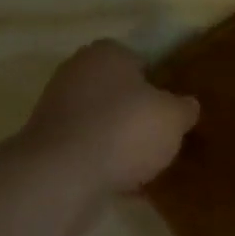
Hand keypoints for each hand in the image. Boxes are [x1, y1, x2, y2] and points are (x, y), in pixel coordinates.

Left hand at [23, 40, 199, 193]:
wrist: (64, 175)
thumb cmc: (126, 130)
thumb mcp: (174, 117)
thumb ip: (184, 108)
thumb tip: (186, 105)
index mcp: (107, 53)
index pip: (140, 60)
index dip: (160, 83)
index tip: (173, 108)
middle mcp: (76, 72)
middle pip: (118, 92)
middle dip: (138, 112)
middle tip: (163, 136)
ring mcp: (57, 109)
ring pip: (102, 122)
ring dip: (120, 140)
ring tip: (147, 164)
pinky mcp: (48, 144)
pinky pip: (88, 149)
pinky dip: (104, 161)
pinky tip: (125, 182)